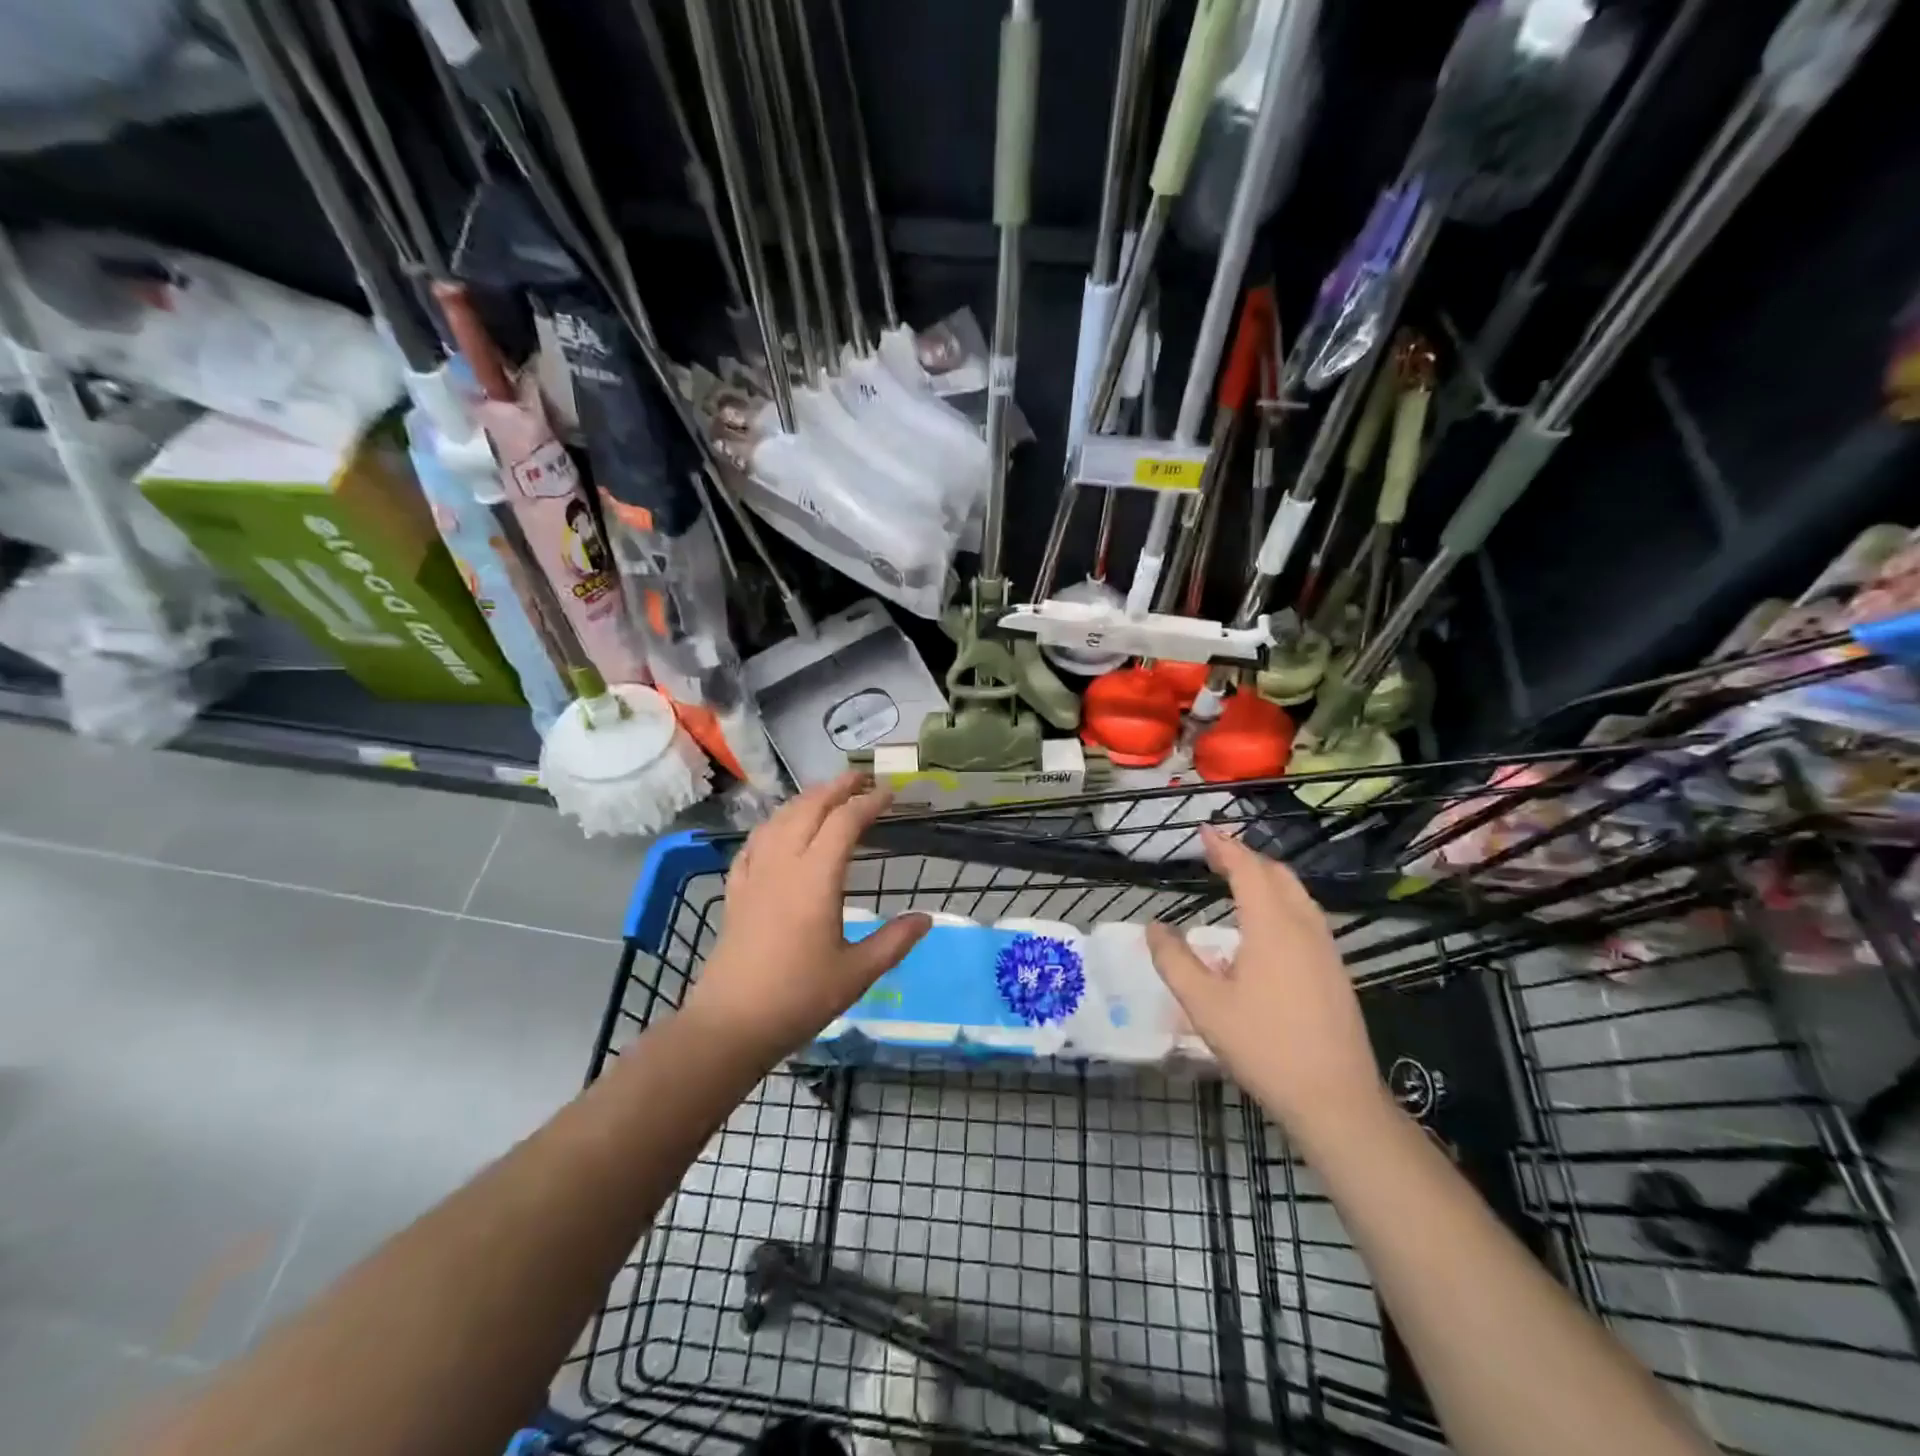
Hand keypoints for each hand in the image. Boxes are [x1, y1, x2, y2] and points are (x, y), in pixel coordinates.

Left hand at [679, 772, 930, 1067]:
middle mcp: (783, 865)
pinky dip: (773, 825)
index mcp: (815, 878)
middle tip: (861, 779)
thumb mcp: (857, 974)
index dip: (869, 802)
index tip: (890, 793)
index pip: (845, 823)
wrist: (731, 1024)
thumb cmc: (798, 998)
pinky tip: (778, 831)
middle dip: (836, 788)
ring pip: (779, 820)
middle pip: (808, 809)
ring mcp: (754, 875)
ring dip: (805, 800)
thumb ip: (894, 941)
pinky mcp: (736, 891)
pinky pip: (754, 843)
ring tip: (825, 796)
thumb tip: (926, 918)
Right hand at [1146, 828, 1387, 1139]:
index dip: (1225, 847)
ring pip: (1298, 894)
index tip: (1203, 831)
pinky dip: (1281, 900)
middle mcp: (1304, 927)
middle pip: (1278, 874)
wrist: (1335, 1099)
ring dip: (1267, 877)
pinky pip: (1307, 916)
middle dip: (1246, 857)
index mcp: (1272, 927)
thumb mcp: (1205, 1006)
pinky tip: (1266, 925)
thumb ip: (1175, 961)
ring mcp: (1326, 949)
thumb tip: (1154, 927)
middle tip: (1216, 854)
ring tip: (1238, 880)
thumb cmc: (1264, 1047)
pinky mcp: (1336, 970)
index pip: (1248, 869)